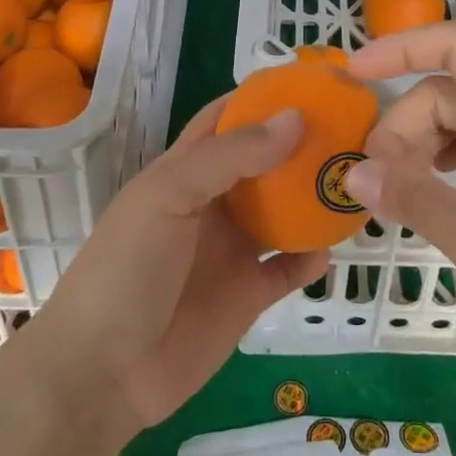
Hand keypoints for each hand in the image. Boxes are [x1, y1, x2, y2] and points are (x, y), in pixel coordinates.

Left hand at [19, 98, 328, 443]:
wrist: (103, 372)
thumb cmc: (128, 267)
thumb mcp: (169, 196)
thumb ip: (231, 156)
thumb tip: (295, 118)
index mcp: (185, 171)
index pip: (226, 119)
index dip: (261, 98)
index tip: (309, 83)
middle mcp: (213, 203)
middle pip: (263, 163)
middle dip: (300, 145)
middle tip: (350, 128)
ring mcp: (231, 250)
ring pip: (282, 214)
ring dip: (313, 199)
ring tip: (352, 180)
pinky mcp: (247, 295)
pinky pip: (288, 269)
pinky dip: (311, 259)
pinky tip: (331, 249)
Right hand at [344, 22, 455, 387]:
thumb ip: (412, 197)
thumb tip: (354, 174)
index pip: (454, 43)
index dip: (397, 49)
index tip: (349, 76)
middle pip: (449, 89)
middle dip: (405, 127)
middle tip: (379, 184)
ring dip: (423, 146)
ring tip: (401, 192)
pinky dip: (447, 161)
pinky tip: (434, 193)